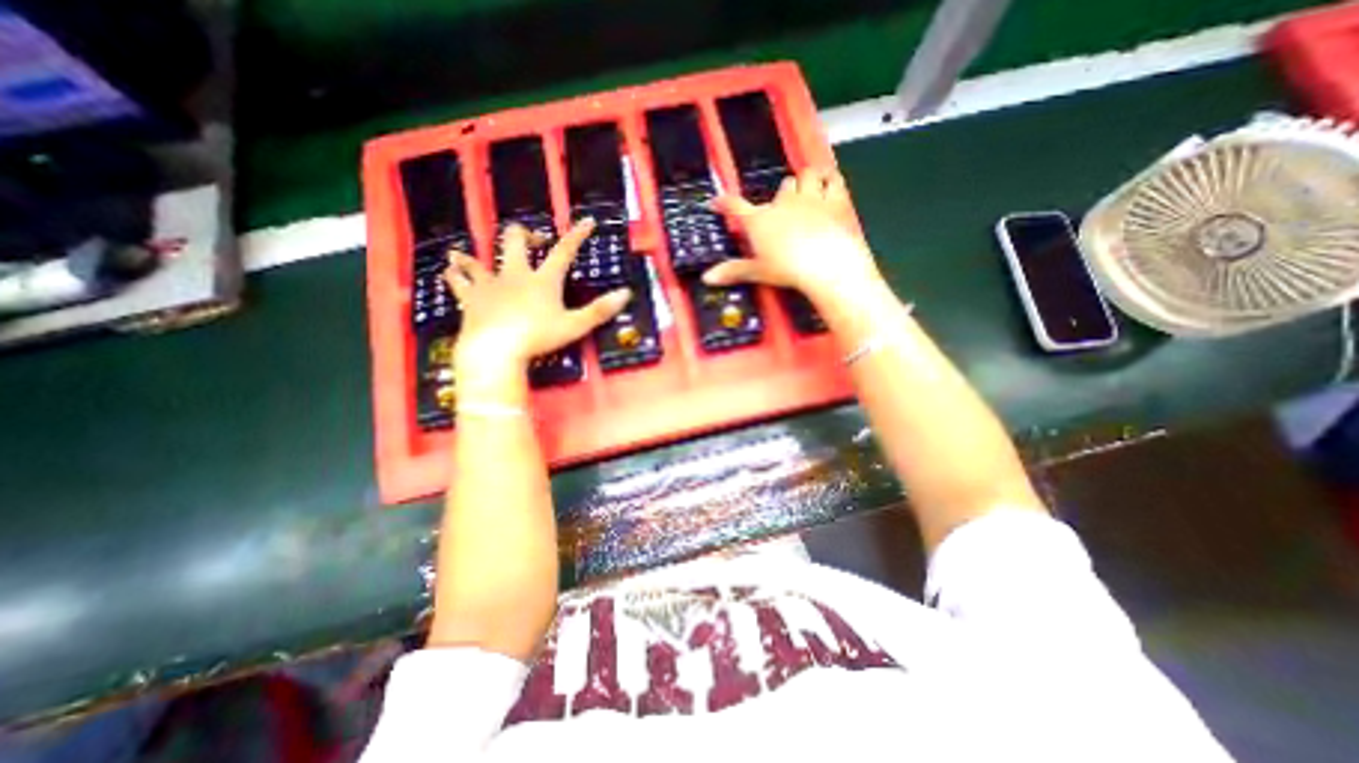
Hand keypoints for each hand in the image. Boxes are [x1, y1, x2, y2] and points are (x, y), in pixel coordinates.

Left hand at [449, 216, 635, 372]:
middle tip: (531, 242)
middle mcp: (515, 275)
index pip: (564, 252)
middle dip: (523, 236)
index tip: (587, 221)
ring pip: (478, 261)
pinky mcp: (470, 299)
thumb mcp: (575, 326)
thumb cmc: (538, 338)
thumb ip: (600, 310)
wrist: (495, 350)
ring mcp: (490, 285)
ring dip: (474, 256)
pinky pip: (458, 283)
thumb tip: (626, 293)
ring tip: (466, 254)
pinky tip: (449, 271)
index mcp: (543, 280)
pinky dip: (454, 276)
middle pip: (515, 243)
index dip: (577, 235)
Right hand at [700, 168, 880, 304]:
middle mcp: (782, 203)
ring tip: (807, 188)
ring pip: (805, 176)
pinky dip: (829, 179)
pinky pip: (832, 180)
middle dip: (781, 195)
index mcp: (759, 221)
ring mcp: (809, 198)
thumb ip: (733, 271)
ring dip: (805, 181)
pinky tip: (829, 182)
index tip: (716, 201)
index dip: (724, 203)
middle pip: (780, 188)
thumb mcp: (757, 272)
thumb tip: (706, 278)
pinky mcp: (834, 200)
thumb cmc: (786, 269)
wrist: (825, 263)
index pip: (735, 207)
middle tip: (783, 207)